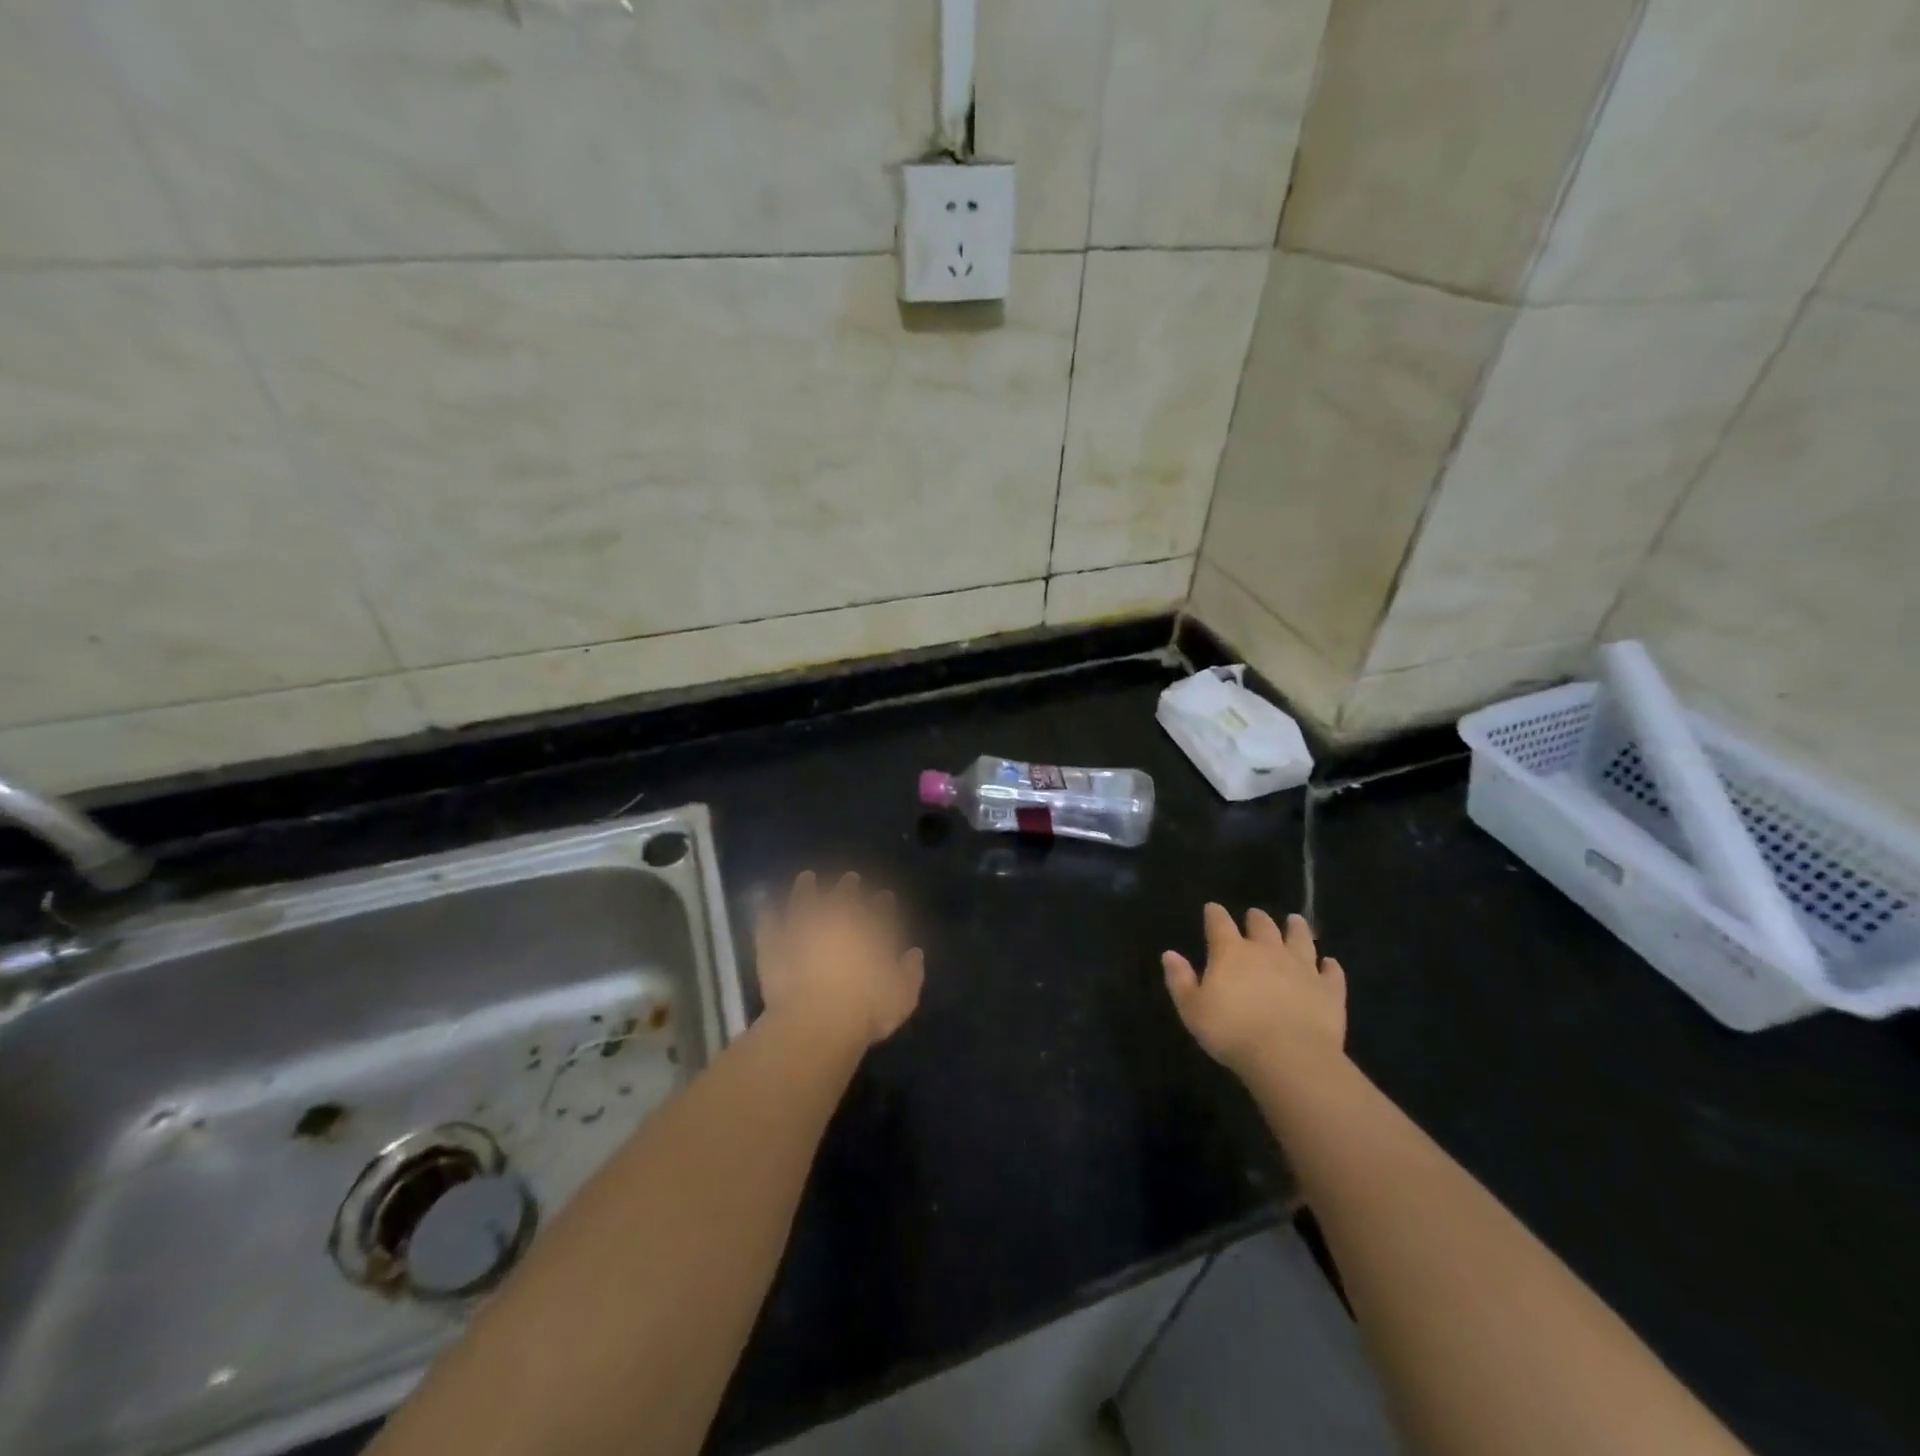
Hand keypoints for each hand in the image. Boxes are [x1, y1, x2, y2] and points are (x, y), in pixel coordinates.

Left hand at [755, 871, 923, 1045]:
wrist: (815, 1021)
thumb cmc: (865, 1009)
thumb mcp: (903, 996)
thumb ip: (911, 971)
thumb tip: (914, 953)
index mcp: (872, 928)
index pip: (881, 908)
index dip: (883, 902)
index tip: (885, 897)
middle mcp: (838, 918)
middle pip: (845, 894)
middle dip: (849, 885)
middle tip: (850, 878)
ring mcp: (803, 926)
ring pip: (804, 897)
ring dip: (806, 887)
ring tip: (806, 878)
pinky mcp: (774, 942)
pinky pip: (768, 921)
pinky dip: (768, 911)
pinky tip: (767, 905)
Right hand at [1162, 904, 1345, 1079]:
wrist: (1289, 1056)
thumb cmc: (1232, 1032)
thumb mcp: (1192, 1009)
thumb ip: (1180, 979)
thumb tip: (1169, 954)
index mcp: (1231, 952)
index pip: (1219, 923)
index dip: (1214, 914)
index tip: (1212, 908)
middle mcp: (1267, 951)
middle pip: (1262, 925)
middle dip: (1256, 918)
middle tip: (1254, 916)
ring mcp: (1302, 967)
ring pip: (1300, 939)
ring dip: (1297, 929)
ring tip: (1295, 921)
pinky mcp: (1328, 990)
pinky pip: (1332, 973)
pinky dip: (1330, 967)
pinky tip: (1330, 964)